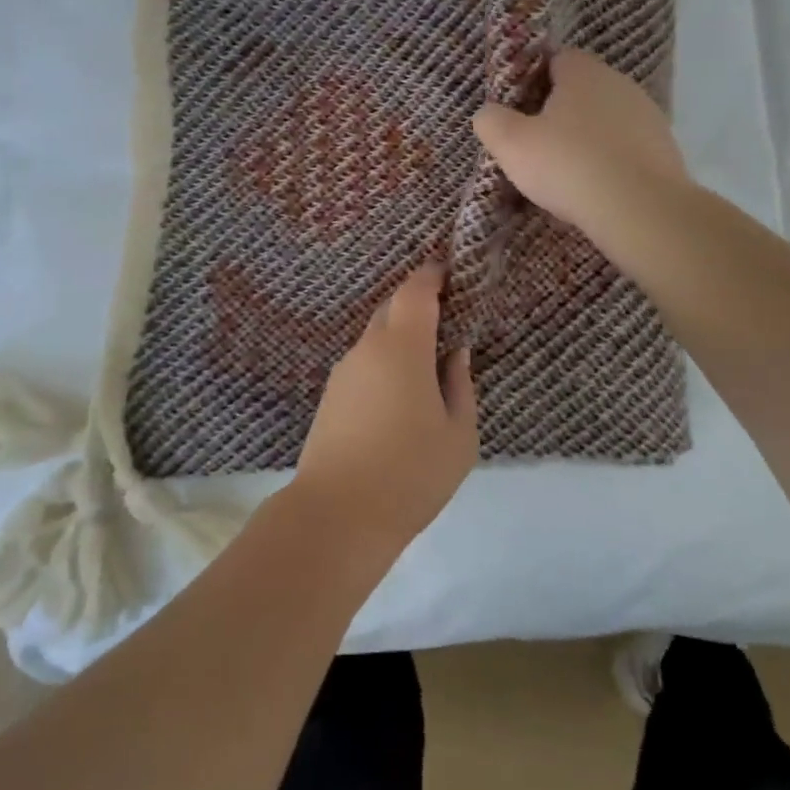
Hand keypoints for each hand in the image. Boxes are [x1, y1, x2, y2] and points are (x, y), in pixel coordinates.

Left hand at [293, 264, 478, 556]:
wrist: (337, 515)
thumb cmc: (411, 473)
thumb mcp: (458, 433)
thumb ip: (459, 383)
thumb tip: (454, 352)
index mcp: (402, 347)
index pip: (415, 291)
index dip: (433, 275)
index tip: (452, 274)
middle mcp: (367, 348)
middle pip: (392, 309)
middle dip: (418, 306)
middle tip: (448, 322)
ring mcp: (344, 372)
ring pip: (376, 338)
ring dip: (401, 338)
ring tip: (427, 367)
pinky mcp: (331, 396)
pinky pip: (364, 363)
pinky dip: (385, 363)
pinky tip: (399, 396)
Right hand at [472, 47, 691, 262]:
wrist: (641, 210)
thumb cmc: (568, 165)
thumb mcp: (511, 144)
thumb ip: (492, 121)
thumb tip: (489, 113)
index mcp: (583, 71)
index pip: (554, 59)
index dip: (531, 81)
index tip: (516, 109)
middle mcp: (620, 83)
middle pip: (580, 89)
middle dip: (557, 111)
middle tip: (533, 143)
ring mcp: (648, 116)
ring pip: (604, 119)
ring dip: (585, 137)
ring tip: (564, 171)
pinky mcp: (665, 149)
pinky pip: (625, 147)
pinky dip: (608, 160)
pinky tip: (594, 186)